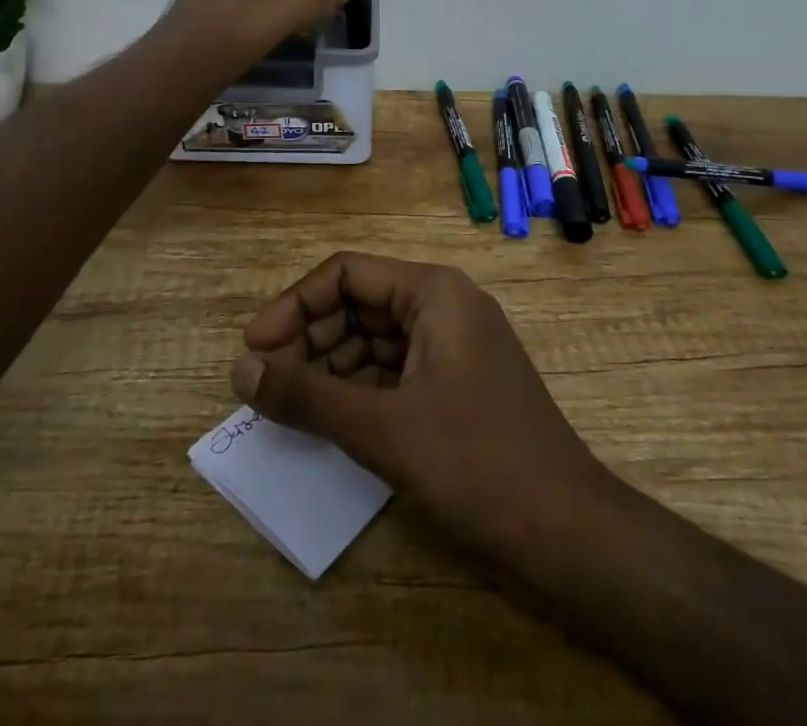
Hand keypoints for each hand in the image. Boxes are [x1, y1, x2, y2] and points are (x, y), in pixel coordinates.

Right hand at [230, 252, 610, 565]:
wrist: (566, 532)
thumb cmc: (476, 462)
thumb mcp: (383, 428)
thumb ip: (308, 396)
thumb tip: (240, 371)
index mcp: (433, 292)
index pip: (346, 274)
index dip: (294, 305)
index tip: (253, 349)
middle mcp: (443, 307)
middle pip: (359, 304)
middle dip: (309, 338)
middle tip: (263, 385)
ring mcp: (451, 349)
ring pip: (374, 341)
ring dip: (329, 368)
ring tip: (285, 406)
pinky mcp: (454, 388)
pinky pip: (392, 373)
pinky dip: (357, 391)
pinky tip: (326, 421)